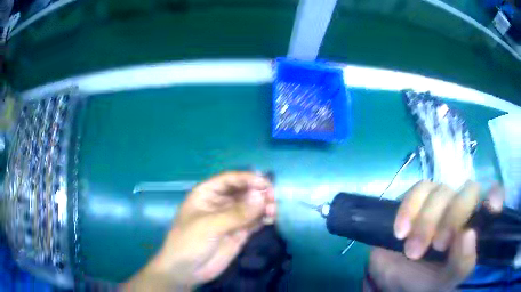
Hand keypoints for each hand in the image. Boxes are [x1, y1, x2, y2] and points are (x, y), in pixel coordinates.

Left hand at [123, 171, 275, 290]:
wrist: (186, 270)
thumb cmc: (189, 242)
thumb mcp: (209, 225)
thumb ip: (236, 213)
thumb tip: (261, 196)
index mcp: (207, 193)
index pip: (230, 179)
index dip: (247, 178)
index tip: (265, 183)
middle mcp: (220, 202)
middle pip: (243, 191)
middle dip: (259, 192)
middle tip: (273, 198)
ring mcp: (231, 218)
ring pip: (251, 206)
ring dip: (263, 205)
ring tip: (273, 211)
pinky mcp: (239, 232)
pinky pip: (254, 221)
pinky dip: (263, 218)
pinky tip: (271, 219)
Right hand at [366, 181, 503, 291]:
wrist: (395, 281)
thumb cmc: (428, 282)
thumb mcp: (448, 279)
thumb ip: (463, 262)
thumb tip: (468, 234)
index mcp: (476, 224)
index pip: (494, 197)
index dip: (494, 196)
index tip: (491, 208)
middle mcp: (464, 207)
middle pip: (468, 190)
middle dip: (453, 217)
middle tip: (438, 246)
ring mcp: (441, 201)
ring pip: (441, 190)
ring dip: (426, 221)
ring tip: (413, 250)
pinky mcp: (418, 200)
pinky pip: (418, 190)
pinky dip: (409, 210)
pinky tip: (401, 232)